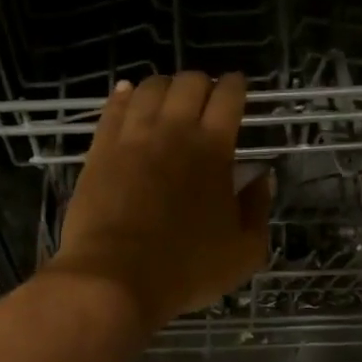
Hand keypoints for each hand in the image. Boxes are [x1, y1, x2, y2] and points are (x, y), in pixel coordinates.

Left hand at [46, 72, 271, 328]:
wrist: (115, 278)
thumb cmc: (186, 270)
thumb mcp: (245, 252)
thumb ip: (258, 209)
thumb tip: (262, 178)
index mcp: (213, 149)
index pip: (228, 97)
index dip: (235, 85)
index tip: (237, 86)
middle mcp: (172, 131)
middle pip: (188, 82)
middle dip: (201, 83)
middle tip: (204, 98)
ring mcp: (131, 137)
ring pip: (149, 88)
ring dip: (163, 86)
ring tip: (167, 98)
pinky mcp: (99, 150)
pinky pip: (112, 107)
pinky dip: (124, 96)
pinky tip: (127, 95)